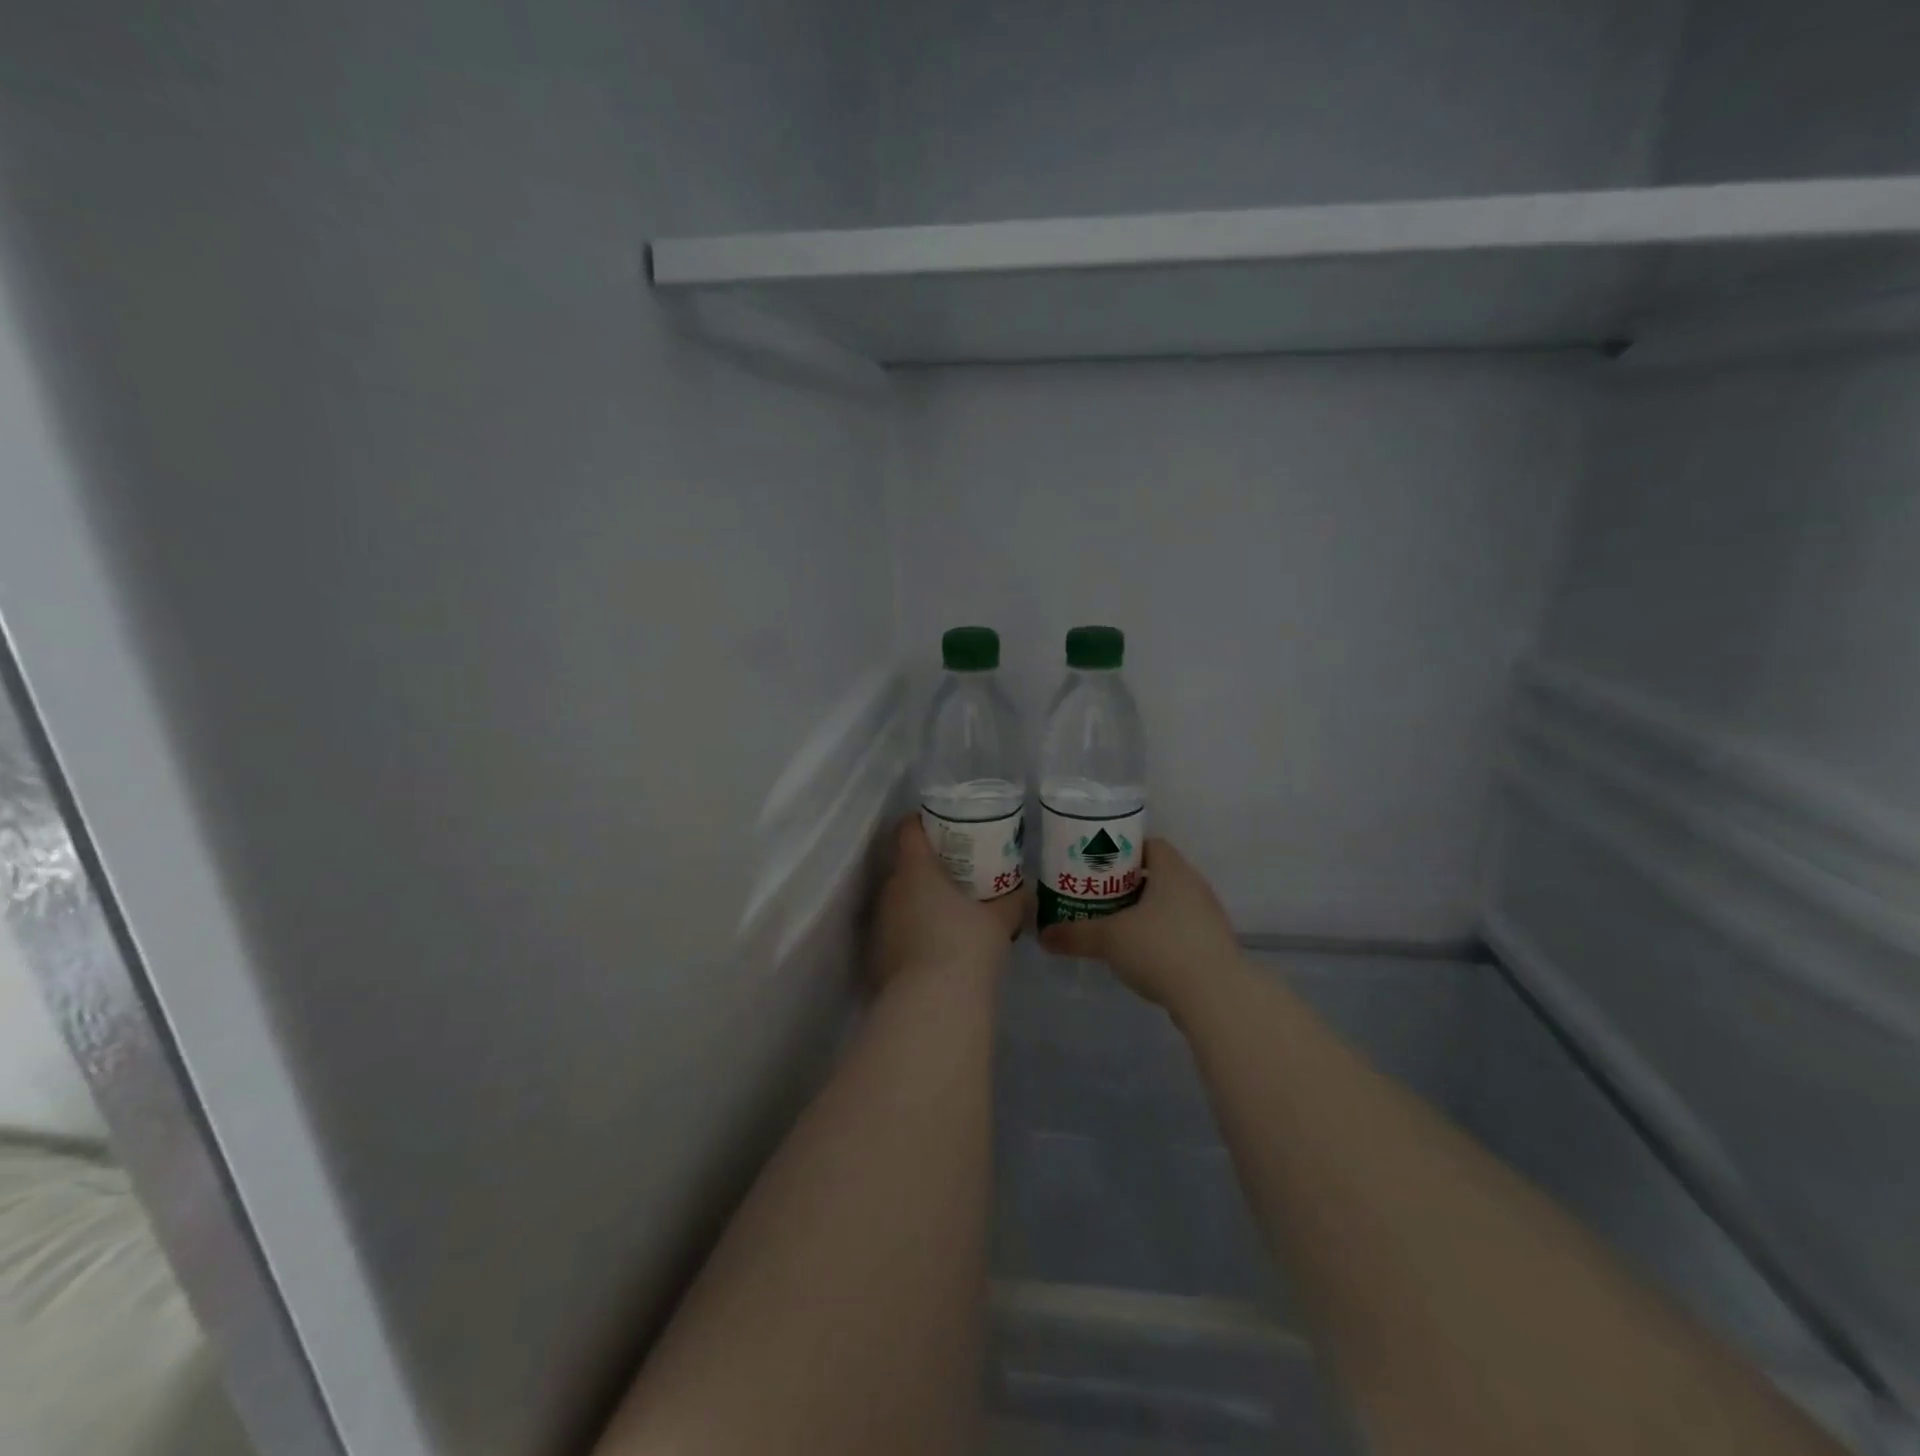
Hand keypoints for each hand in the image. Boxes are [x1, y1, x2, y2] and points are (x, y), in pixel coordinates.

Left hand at [869, 816, 1028, 988]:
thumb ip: (1011, 901)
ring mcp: (880, 924)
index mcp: (916, 869)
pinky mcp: (877, 955)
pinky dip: (912, 931)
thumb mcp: (999, 920)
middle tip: (955, 873)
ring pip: (898, 900)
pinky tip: (935, 947)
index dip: (921, 822)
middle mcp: (890, 890)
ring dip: (918, 901)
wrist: (933, 1004)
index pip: (907, 830)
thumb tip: (1023, 892)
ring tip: (947, 912)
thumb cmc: (967, 945)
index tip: (940, 826)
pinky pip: (896, 931)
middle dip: (926, 866)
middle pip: (903, 865)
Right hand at [1038, 839, 1240, 1013]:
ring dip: (1145, 912)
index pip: (1149, 845)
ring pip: (1170, 904)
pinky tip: (1140, 954)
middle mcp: (1194, 886)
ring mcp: (1208, 918)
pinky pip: (1181, 930)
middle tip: (1098, 895)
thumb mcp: (1109, 939)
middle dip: (1128, 883)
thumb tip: (1043, 935)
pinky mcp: (1213, 947)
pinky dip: (1160, 936)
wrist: (1216, 997)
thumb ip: (1075, 934)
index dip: (1122, 851)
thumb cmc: (1161, 949)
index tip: (1097, 865)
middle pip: (1158, 874)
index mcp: (1172, 871)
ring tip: (1114, 925)